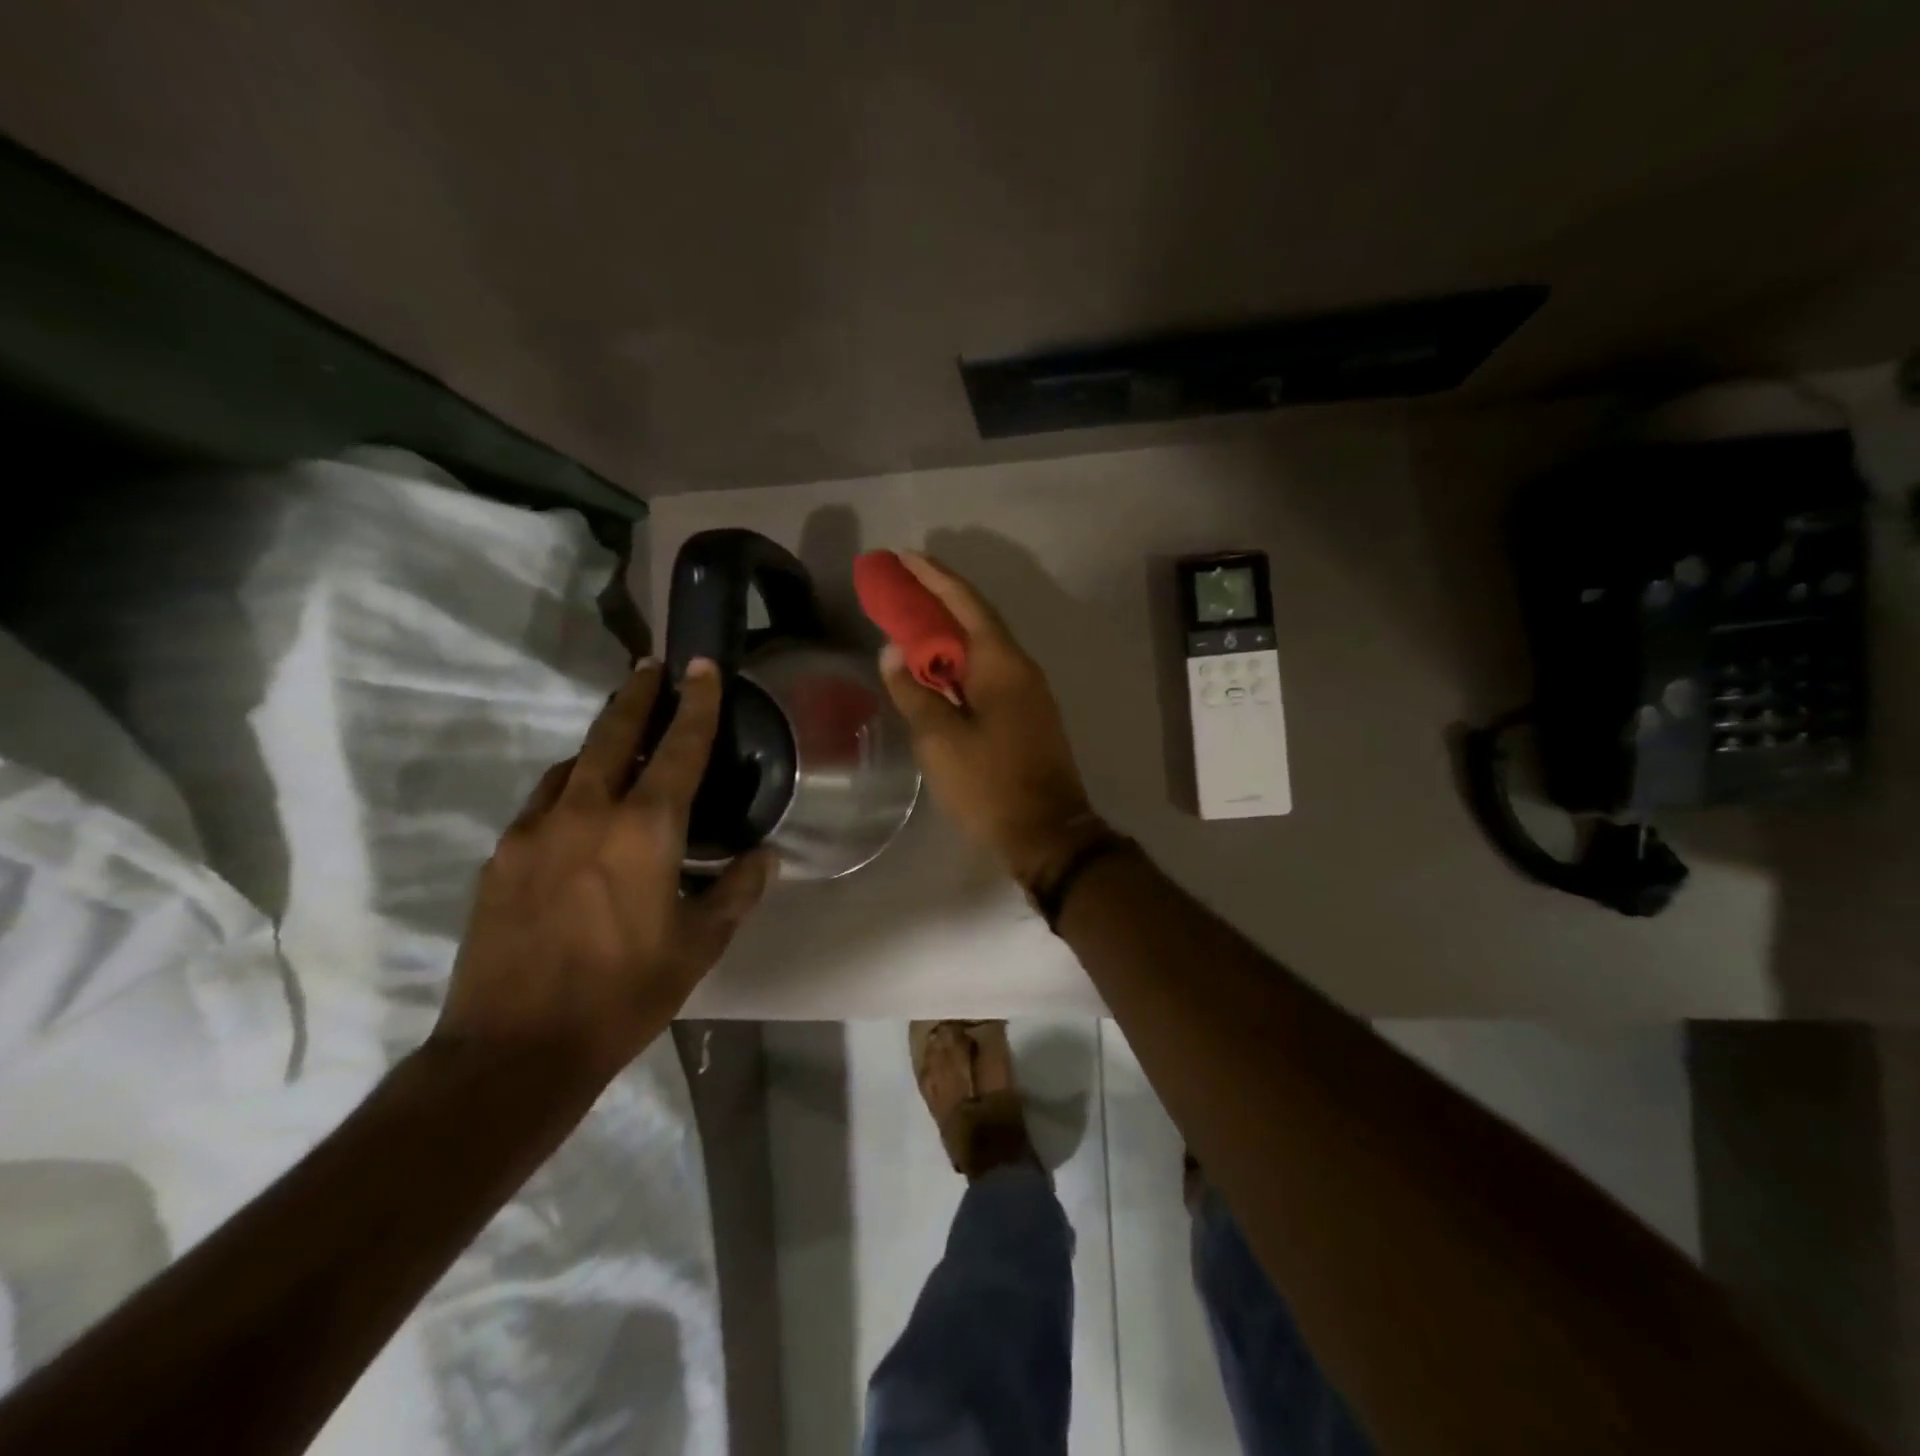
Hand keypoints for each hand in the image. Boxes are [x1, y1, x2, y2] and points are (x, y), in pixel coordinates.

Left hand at [434, 658, 770, 1084]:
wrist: (514, 1050)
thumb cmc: (624, 993)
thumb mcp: (699, 946)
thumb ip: (737, 891)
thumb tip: (766, 856)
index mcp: (645, 829)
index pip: (680, 747)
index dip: (697, 703)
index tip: (701, 666)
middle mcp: (586, 812)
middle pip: (612, 733)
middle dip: (636, 694)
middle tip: (651, 668)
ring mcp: (534, 831)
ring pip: (570, 766)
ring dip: (599, 745)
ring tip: (619, 746)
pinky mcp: (499, 857)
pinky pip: (541, 803)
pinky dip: (568, 790)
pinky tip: (579, 816)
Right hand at [878, 553, 1096, 885]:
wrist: (1047, 833)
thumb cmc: (990, 785)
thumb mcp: (940, 740)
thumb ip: (914, 692)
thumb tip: (894, 652)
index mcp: (1001, 663)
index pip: (964, 603)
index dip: (932, 576)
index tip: (902, 556)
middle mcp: (1019, 667)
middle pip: (974, 619)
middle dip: (935, 598)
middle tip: (896, 585)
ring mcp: (1026, 692)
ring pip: (980, 647)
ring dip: (945, 631)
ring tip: (907, 621)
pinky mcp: (1024, 715)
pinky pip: (986, 672)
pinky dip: (957, 662)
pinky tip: (934, 670)